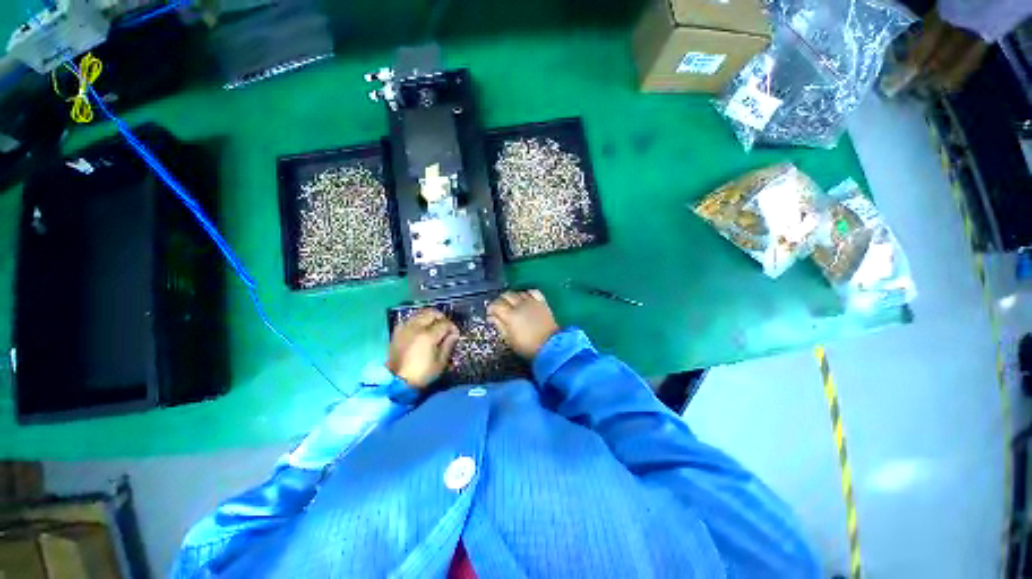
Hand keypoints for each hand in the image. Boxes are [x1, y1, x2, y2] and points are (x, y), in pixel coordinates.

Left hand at [387, 309, 459, 388]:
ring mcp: (405, 328)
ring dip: (430, 317)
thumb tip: (453, 334)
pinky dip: (418, 320)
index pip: (444, 323)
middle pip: (431, 313)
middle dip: (441, 317)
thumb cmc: (422, 374)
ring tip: (435, 326)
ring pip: (420, 313)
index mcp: (428, 336)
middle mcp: (415, 328)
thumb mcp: (440, 362)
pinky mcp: (398, 332)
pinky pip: (410, 319)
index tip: (455, 334)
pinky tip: (422, 329)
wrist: (397, 382)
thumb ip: (448, 345)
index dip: (452, 327)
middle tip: (446, 327)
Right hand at [488, 290, 559, 358]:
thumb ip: (499, 326)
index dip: (491, 308)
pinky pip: (533, 292)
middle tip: (500, 308)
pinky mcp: (542, 302)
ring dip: (514, 297)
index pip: (496, 305)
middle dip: (501, 300)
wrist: (550, 346)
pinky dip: (528, 293)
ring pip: (519, 292)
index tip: (491, 313)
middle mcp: (520, 305)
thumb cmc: (527, 346)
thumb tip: (492, 317)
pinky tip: (526, 298)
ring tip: (513, 304)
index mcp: (510, 315)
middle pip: (507, 295)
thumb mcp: (509, 340)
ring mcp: (532, 302)